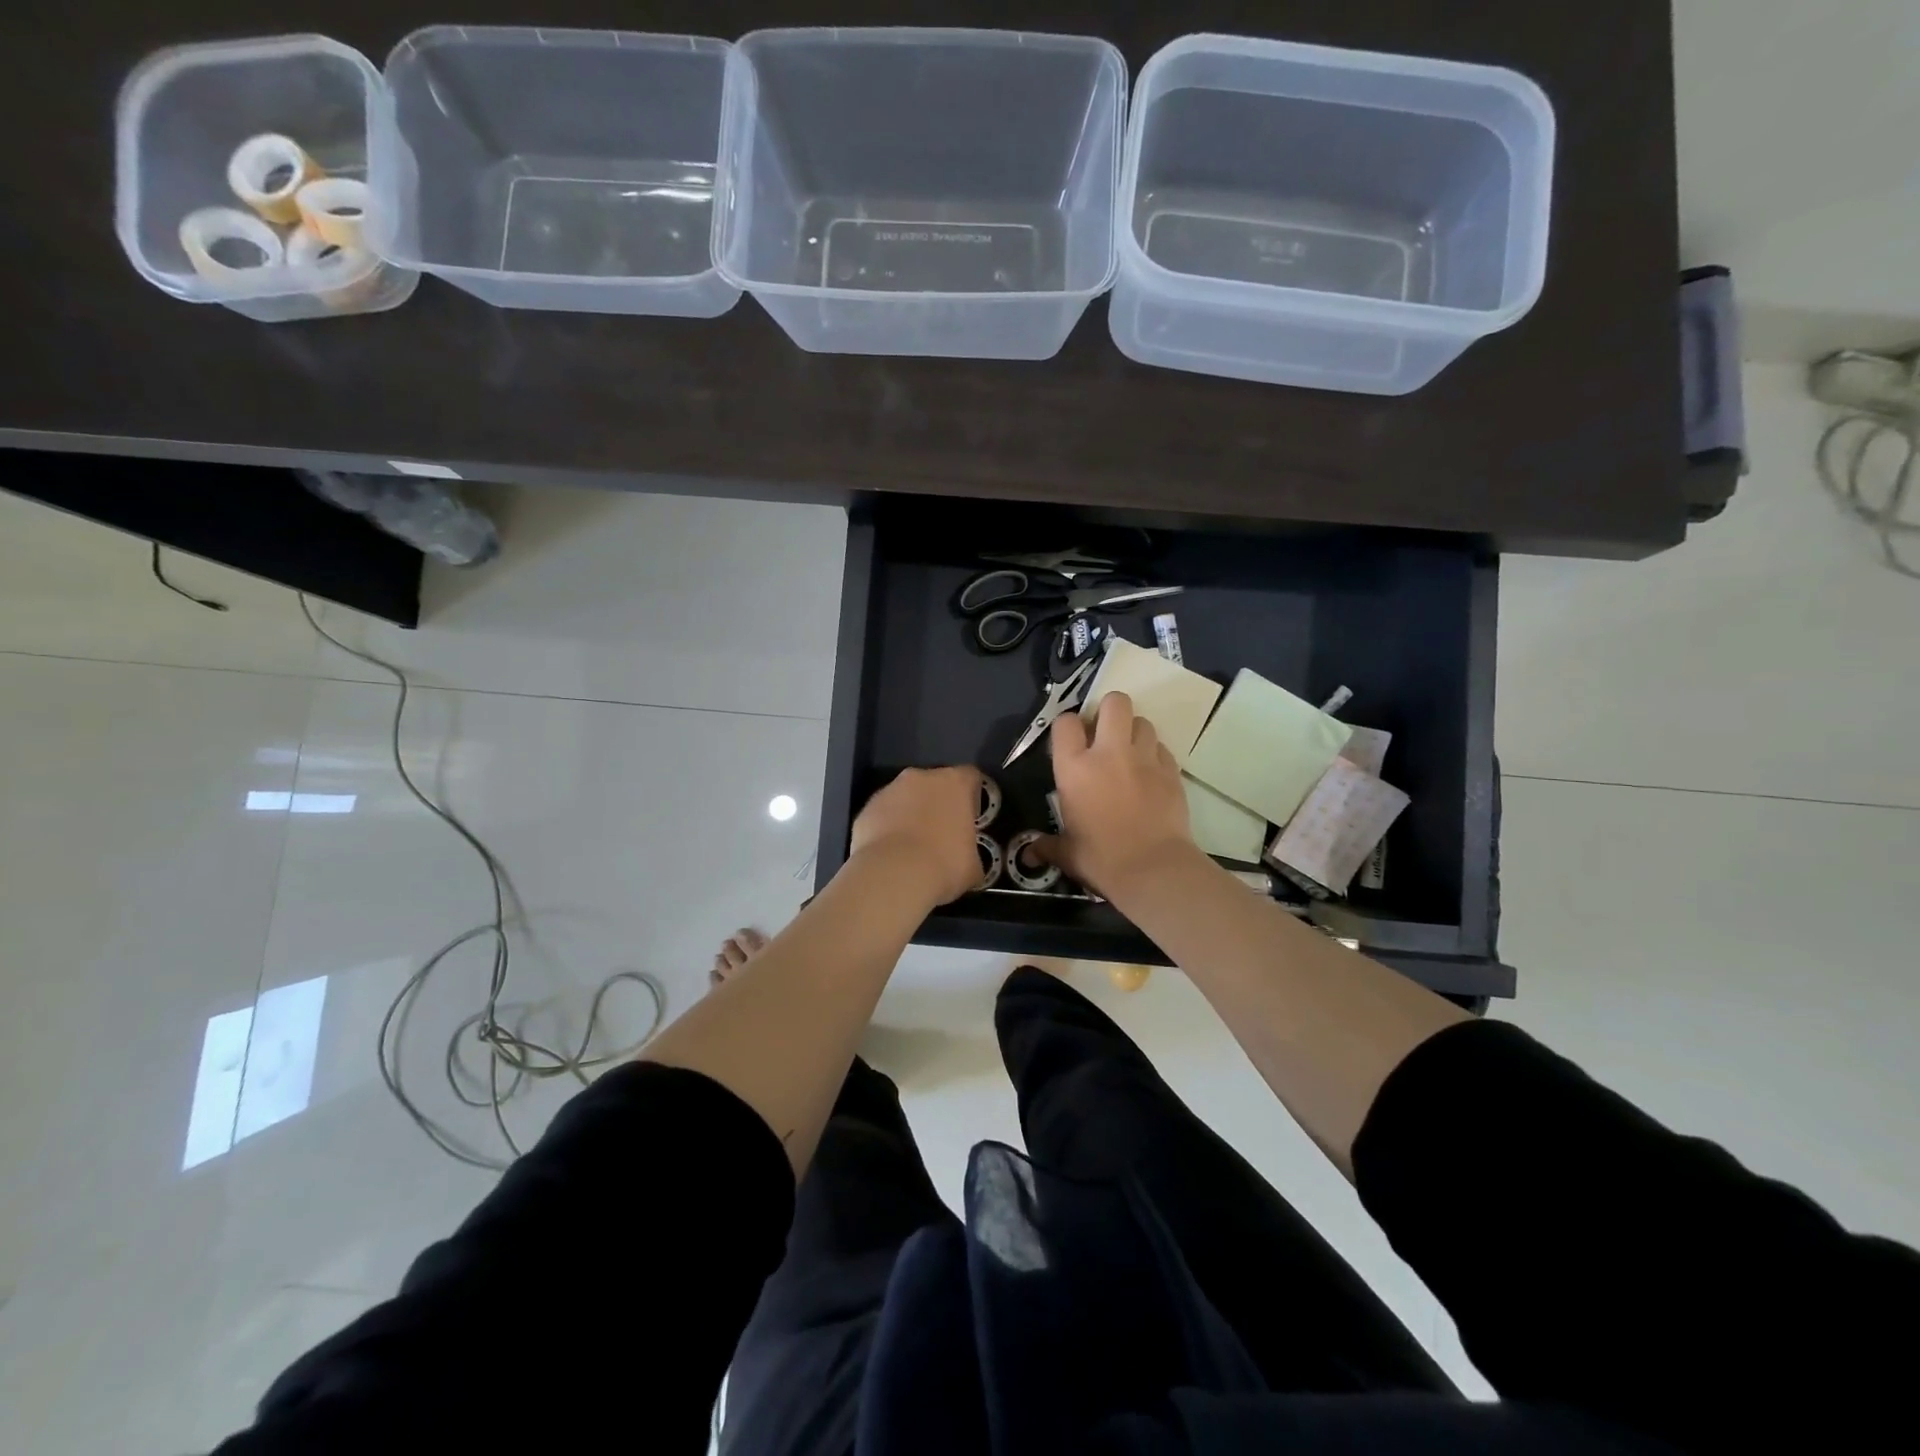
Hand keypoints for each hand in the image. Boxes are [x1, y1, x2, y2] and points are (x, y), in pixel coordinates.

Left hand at [850, 766, 987, 905]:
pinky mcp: (866, 809)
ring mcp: (889, 790)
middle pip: (934, 784)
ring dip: (910, 814)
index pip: (971, 777)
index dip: (972, 798)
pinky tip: (890, 855)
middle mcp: (921, 777)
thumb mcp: (974, 867)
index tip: (971, 819)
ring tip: (912, 848)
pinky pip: (882, 815)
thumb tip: (969, 863)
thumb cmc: (944, 866)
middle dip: (938, 804)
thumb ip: (973, 854)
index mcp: (955, 783)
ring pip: (905, 798)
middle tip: (941, 835)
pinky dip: (886, 828)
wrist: (892, 877)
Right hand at [1036, 692, 1199, 900]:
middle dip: (1109, 710)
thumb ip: (1047, 845)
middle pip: (1114, 702)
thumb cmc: (1100, 859)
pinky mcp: (1171, 770)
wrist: (1153, 869)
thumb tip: (1030, 855)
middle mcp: (1109, 752)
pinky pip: (1162, 748)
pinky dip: (1155, 755)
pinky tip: (1150, 774)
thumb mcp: (1067, 853)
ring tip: (1130, 752)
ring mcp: (1144, 758)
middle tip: (1105, 733)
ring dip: (1134, 732)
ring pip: (1143, 721)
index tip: (1071, 741)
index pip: (1066, 722)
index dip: (1068, 726)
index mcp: (1074, 767)